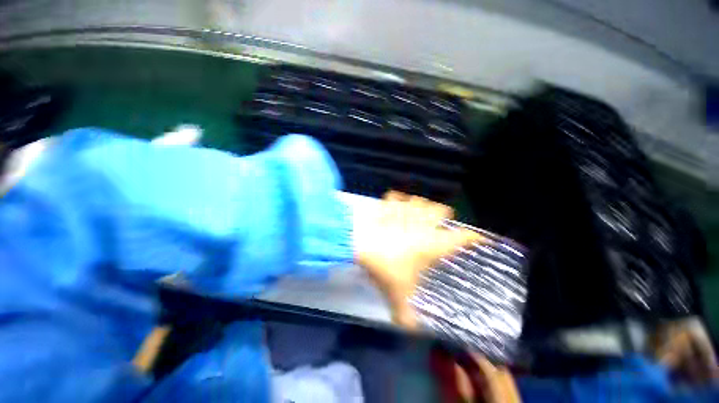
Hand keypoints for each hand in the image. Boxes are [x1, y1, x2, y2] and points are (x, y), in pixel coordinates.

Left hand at [354, 191, 481, 328]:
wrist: (360, 243)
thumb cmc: (385, 266)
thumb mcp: (397, 295)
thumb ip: (406, 316)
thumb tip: (413, 329)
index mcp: (432, 243)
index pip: (462, 237)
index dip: (474, 237)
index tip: (479, 239)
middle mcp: (422, 223)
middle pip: (442, 209)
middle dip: (443, 215)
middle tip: (437, 225)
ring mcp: (405, 210)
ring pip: (420, 200)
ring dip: (421, 205)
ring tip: (416, 214)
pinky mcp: (388, 205)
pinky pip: (396, 196)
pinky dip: (397, 199)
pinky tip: (395, 204)